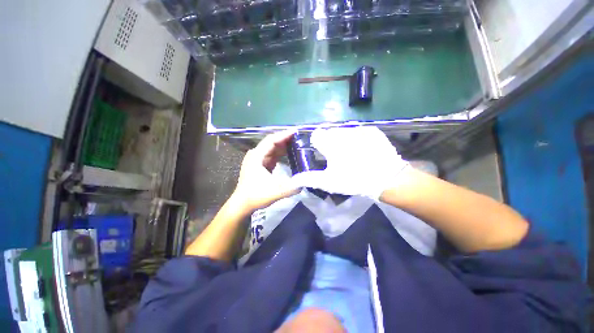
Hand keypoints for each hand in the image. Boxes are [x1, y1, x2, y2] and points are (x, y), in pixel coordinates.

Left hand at [231, 130, 301, 212]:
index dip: (284, 135)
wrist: (242, 204)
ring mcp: (257, 160)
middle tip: (299, 138)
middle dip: (285, 139)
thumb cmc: (256, 196)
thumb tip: (306, 182)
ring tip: (297, 144)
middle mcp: (256, 155)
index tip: (296, 132)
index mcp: (257, 156)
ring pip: (272, 149)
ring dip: (283, 146)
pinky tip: (289, 153)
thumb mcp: (276, 192)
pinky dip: (280, 153)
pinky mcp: (259, 165)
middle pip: (272, 143)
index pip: (271, 140)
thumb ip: (292, 187)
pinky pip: (271, 155)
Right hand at [292, 126, 409, 199]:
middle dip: (331, 141)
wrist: (387, 178)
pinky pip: (359, 131)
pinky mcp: (372, 131)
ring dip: (343, 139)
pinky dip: (358, 138)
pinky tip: (364, 149)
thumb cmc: (353, 180)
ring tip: (352, 153)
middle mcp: (342, 131)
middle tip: (338, 156)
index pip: (316, 134)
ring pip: (344, 130)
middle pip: (330, 132)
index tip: (324, 153)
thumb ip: (309, 179)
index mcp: (329, 142)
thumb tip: (294, 180)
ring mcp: (358, 129)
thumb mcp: (328, 182)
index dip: (318, 144)